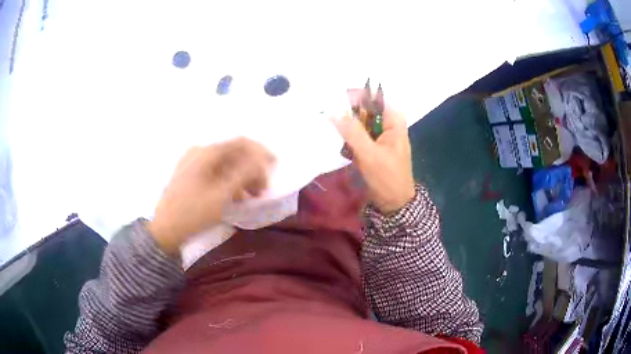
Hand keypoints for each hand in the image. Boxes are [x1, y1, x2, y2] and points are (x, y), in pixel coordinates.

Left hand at [148, 138, 274, 255]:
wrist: (164, 231)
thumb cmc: (193, 214)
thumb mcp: (221, 195)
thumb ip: (244, 174)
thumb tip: (262, 161)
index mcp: (206, 153)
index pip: (240, 143)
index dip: (260, 152)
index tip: (275, 166)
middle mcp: (199, 152)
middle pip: (233, 154)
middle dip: (251, 169)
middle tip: (262, 189)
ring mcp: (193, 163)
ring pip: (225, 164)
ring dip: (241, 177)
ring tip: (252, 196)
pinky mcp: (190, 175)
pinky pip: (215, 173)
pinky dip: (229, 182)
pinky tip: (235, 197)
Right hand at [331, 97, 414, 214]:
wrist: (394, 203)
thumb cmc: (387, 177)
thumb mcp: (369, 154)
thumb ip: (352, 131)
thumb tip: (333, 111)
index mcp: (393, 120)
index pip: (373, 97)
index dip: (354, 96)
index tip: (333, 102)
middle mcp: (387, 123)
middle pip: (365, 108)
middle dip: (347, 112)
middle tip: (327, 117)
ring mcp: (380, 134)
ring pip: (359, 121)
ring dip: (346, 126)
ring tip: (331, 131)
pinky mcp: (372, 145)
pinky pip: (358, 134)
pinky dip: (348, 137)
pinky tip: (340, 145)